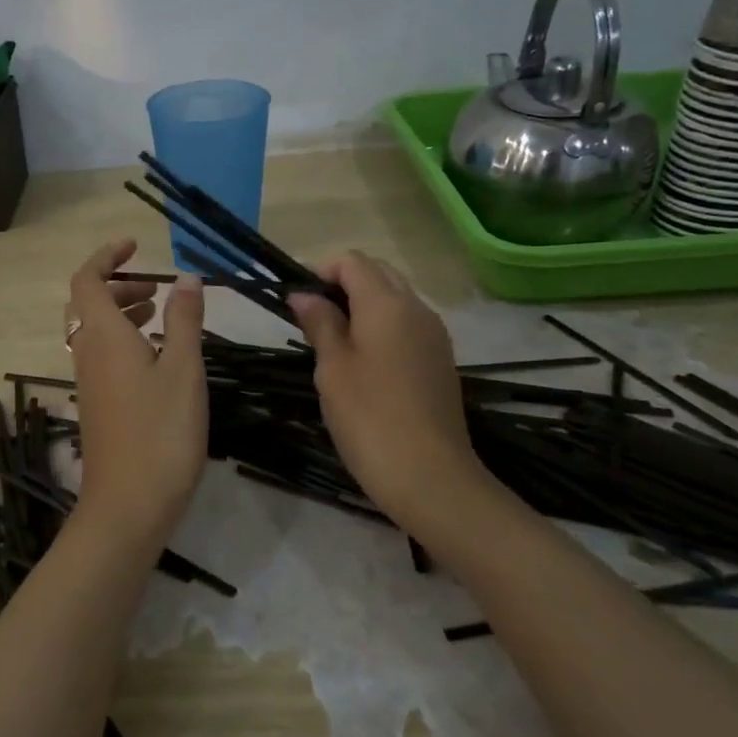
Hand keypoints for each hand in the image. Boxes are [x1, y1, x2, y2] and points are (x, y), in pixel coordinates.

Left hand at [67, 239, 208, 546]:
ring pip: (94, 332)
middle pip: (88, 304)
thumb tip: (186, 278)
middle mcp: (87, 354)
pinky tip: (156, 360)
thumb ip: (184, 320)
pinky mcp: (96, 407)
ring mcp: (88, 383)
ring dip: (121, 314)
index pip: (86, 279)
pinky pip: (101, 357)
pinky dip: (123, 342)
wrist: (129, 504)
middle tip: (156, 288)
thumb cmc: (161, 432)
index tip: (136, 246)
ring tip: (160, 316)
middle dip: (118, 285)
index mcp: (102, 336)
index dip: (106, 257)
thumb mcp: (183, 369)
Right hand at [289, 252, 493, 533]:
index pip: (352, 261)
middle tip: (312, 321)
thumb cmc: (369, 417)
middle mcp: (417, 308)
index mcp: (387, 303)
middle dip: (342, 285)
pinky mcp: (440, 360)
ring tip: (333, 344)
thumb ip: (320, 323)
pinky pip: (407, 326)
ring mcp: (434, 335)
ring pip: (395, 300)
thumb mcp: (333, 368)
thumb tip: (304, 294)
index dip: (320, 271)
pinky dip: (381, 328)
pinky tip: (363, 364)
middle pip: (377, 274)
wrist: (429, 475)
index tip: (297, 302)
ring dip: (362, 307)